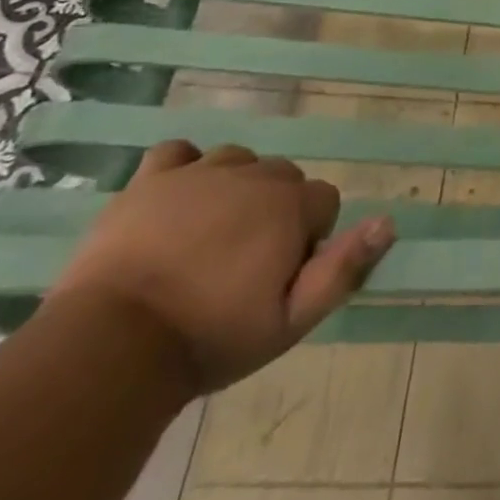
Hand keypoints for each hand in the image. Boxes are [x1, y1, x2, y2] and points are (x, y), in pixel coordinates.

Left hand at [45, 142, 393, 393]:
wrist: (111, 346)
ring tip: (211, 235)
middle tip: (246, 262)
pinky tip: (177, 200)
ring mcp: (199, 173)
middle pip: (283, 177)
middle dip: (276, 209)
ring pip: (237, 161)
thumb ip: (344, 268)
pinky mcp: (150, 180)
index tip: (282, 275)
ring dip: (236, 188)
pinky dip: (184, 169)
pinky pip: (178, 153)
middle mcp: (253, 176)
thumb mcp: (291, 321)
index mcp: (289, 205)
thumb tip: (388, 223)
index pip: (325, 200)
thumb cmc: (210, 338)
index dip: (311, 236)